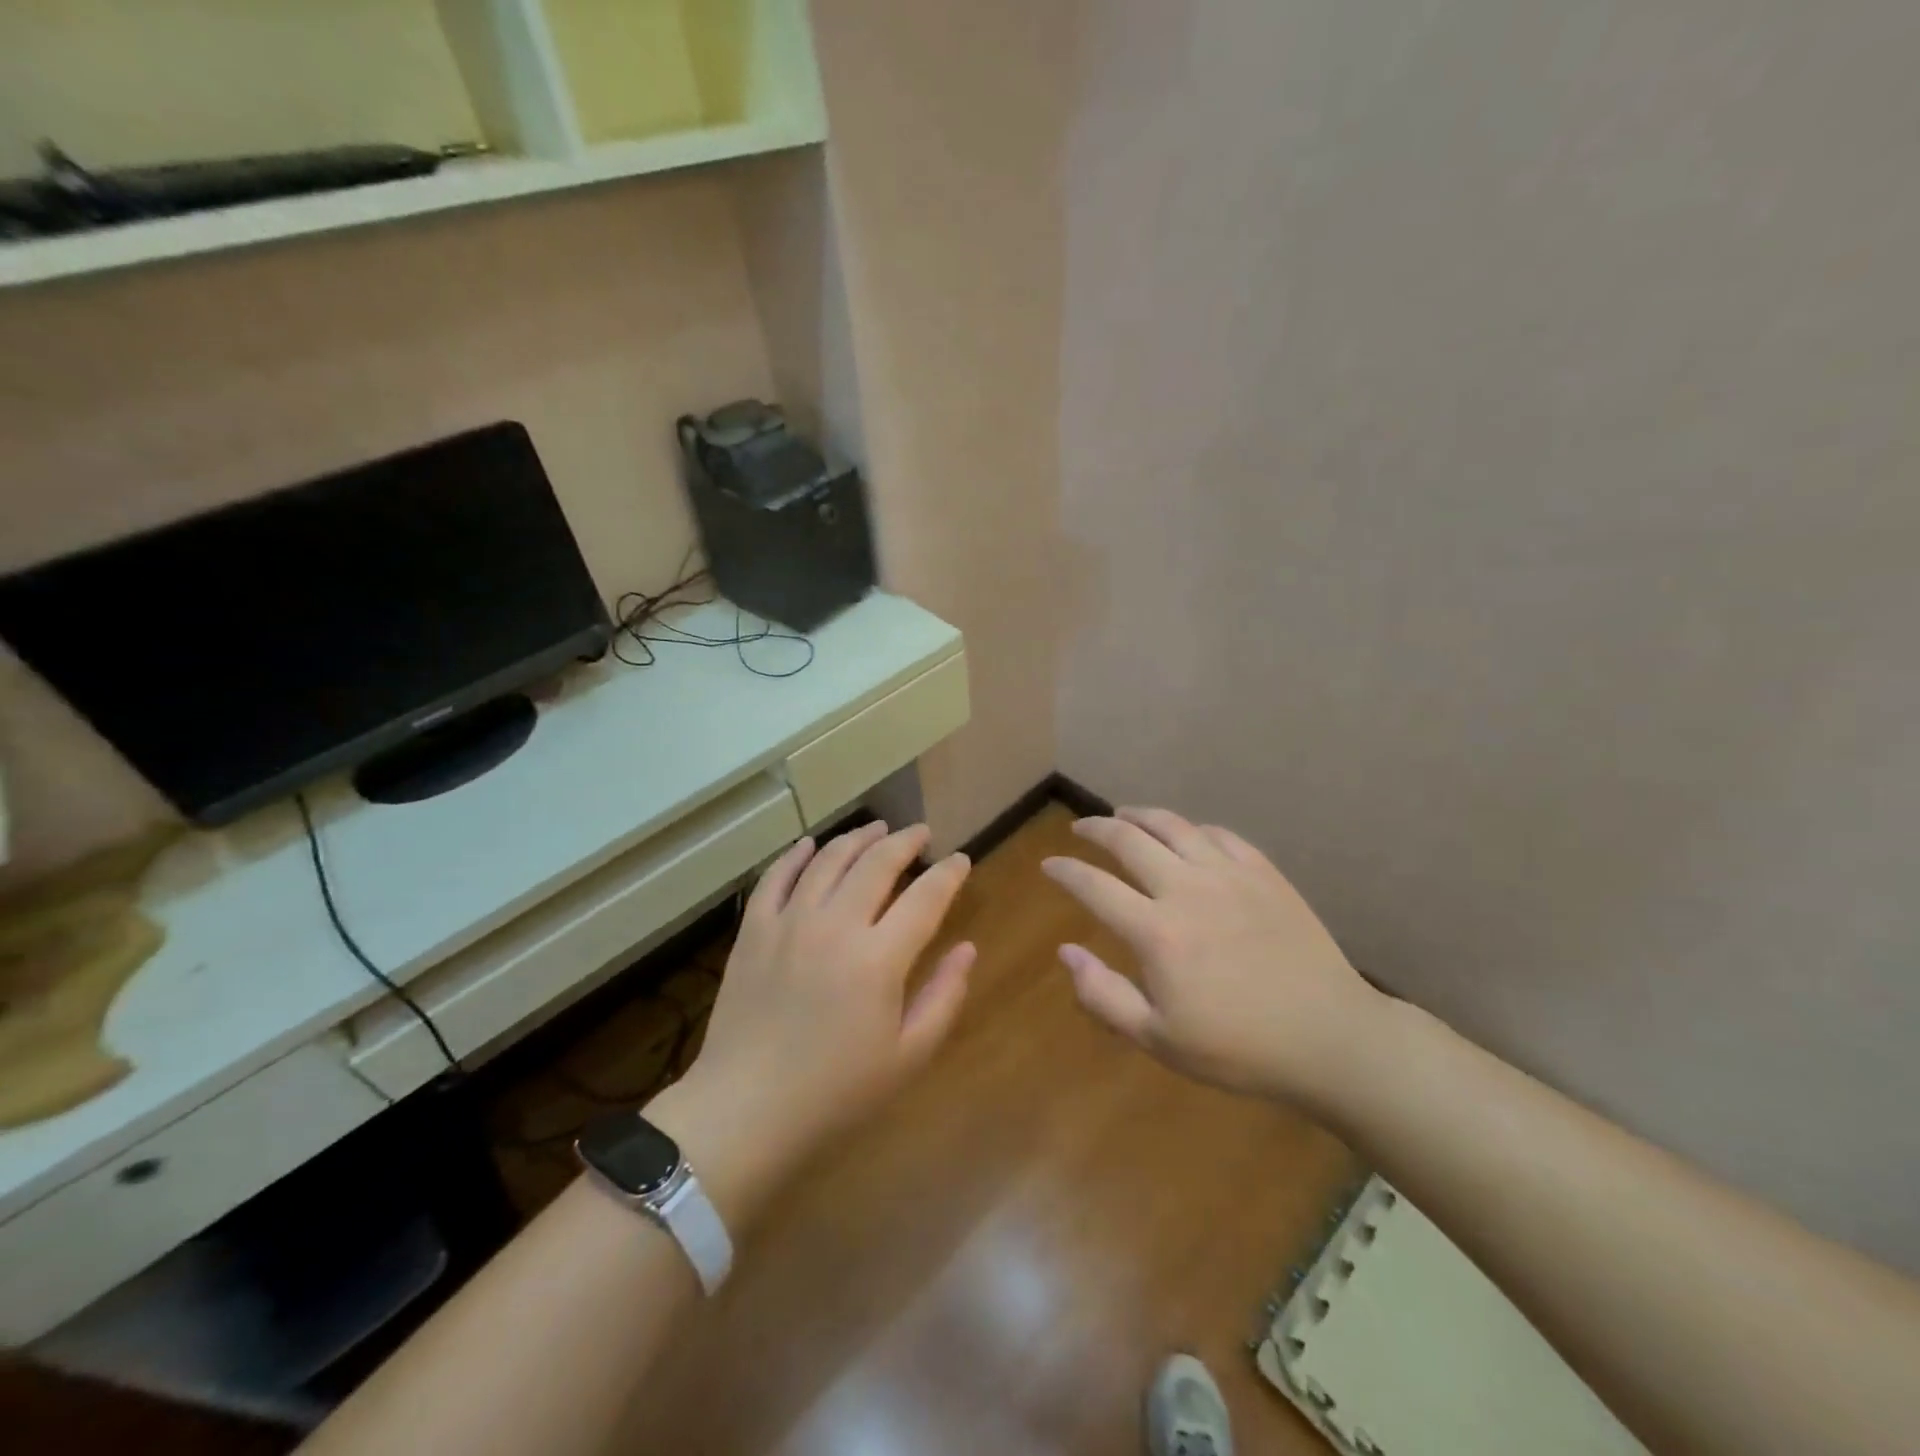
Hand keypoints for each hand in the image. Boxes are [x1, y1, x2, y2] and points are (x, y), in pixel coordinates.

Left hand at [649, 823, 974, 1223]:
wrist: (745, 1111)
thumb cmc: (836, 1092)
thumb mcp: (907, 1056)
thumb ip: (943, 997)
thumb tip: (967, 949)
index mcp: (879, 958)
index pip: (925, 898)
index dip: (948, 874)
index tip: (961, 860)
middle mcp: (835, 925)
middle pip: (877, 863)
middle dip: (905, 841)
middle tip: (922, 833)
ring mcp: (789, 923)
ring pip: (828, 860)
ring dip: (858, 838)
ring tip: (877, 828)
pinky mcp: (754, 931)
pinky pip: (776, 878)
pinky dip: (795, 855)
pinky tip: (810, 844)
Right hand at [1042, 807, 1383, 1107]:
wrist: (1329, 1038)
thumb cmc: (1238, 1048)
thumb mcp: (1159, 1039)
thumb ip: (1103, 995)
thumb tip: (1065, 952)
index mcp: (1156, 931)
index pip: (1094, 886)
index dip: (1065, 871)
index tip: (1049, 865)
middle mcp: (1187, 889)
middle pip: (1129, 840)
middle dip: (1096, 828)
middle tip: (1081, 829)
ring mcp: (1229, 875)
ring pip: (1174, 826)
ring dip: (1140, 815)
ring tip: (1124, 814)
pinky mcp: (1264, 873)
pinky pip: (1220, 835)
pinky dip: (1193, 828)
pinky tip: (1187, 834)